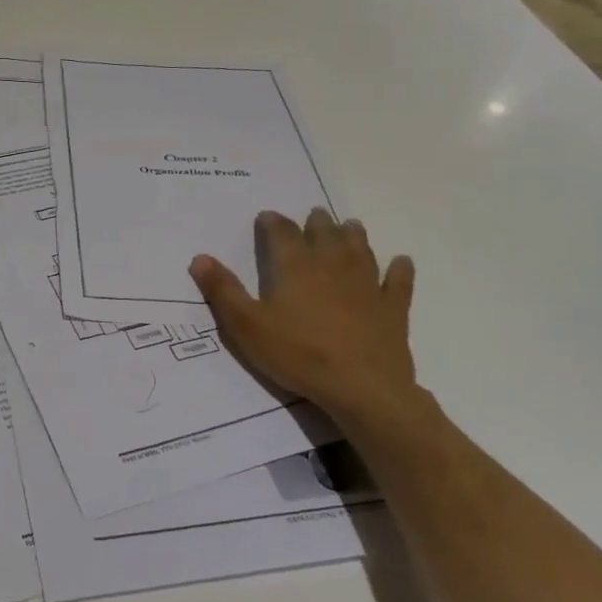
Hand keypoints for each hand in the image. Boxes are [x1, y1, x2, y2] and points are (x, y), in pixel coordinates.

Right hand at [189, 207, 418, 426]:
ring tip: (350, 225)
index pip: (282, 233)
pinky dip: (400, 269)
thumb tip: (199, 257)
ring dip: (354, 235)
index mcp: (295, 267)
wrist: (362, 387)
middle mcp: (332, 266)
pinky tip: (402, 262)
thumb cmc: (298, 354)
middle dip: (317, 222)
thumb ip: (223, 290)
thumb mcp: (246, 325)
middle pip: (325, 234)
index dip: (273, 222)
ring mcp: (367, 285)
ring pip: (361, 250)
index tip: (267, 216)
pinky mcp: (393, 308)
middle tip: (314, 214)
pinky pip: (399, 282)